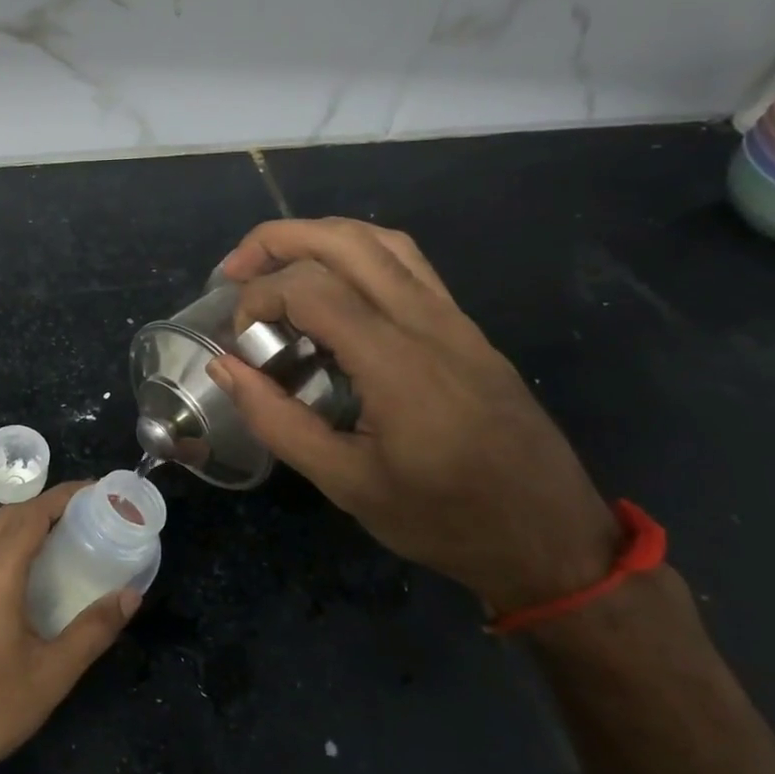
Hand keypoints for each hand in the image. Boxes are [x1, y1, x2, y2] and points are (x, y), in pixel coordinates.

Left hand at [0, 482, 139, 773]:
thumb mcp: (52, 673)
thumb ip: (94, 630)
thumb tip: (130, 596)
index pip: (30, 514)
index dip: (63, 496)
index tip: (96, 491)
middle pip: (9, 516)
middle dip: (47, 505)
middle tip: (87, 512)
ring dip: (25, 523)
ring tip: (64, 534)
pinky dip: (9, 544)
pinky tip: (29, 570)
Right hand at [208, 218, 619, 615]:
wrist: (550, 537)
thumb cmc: (443, 519)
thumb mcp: (346, 484)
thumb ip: (277, 420)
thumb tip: (225, 367)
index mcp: (397, 362)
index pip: (312, 289)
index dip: (260, 298)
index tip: (240, 341)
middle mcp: (427, 322)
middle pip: (346, 241)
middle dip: (279, 241)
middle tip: (235, 269)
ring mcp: (454, 319)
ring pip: (381, 241)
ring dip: (319, 236)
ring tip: (276, 263)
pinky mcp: (466, 327)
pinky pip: (408, 264)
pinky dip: (357, 253)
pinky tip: (334, 283)